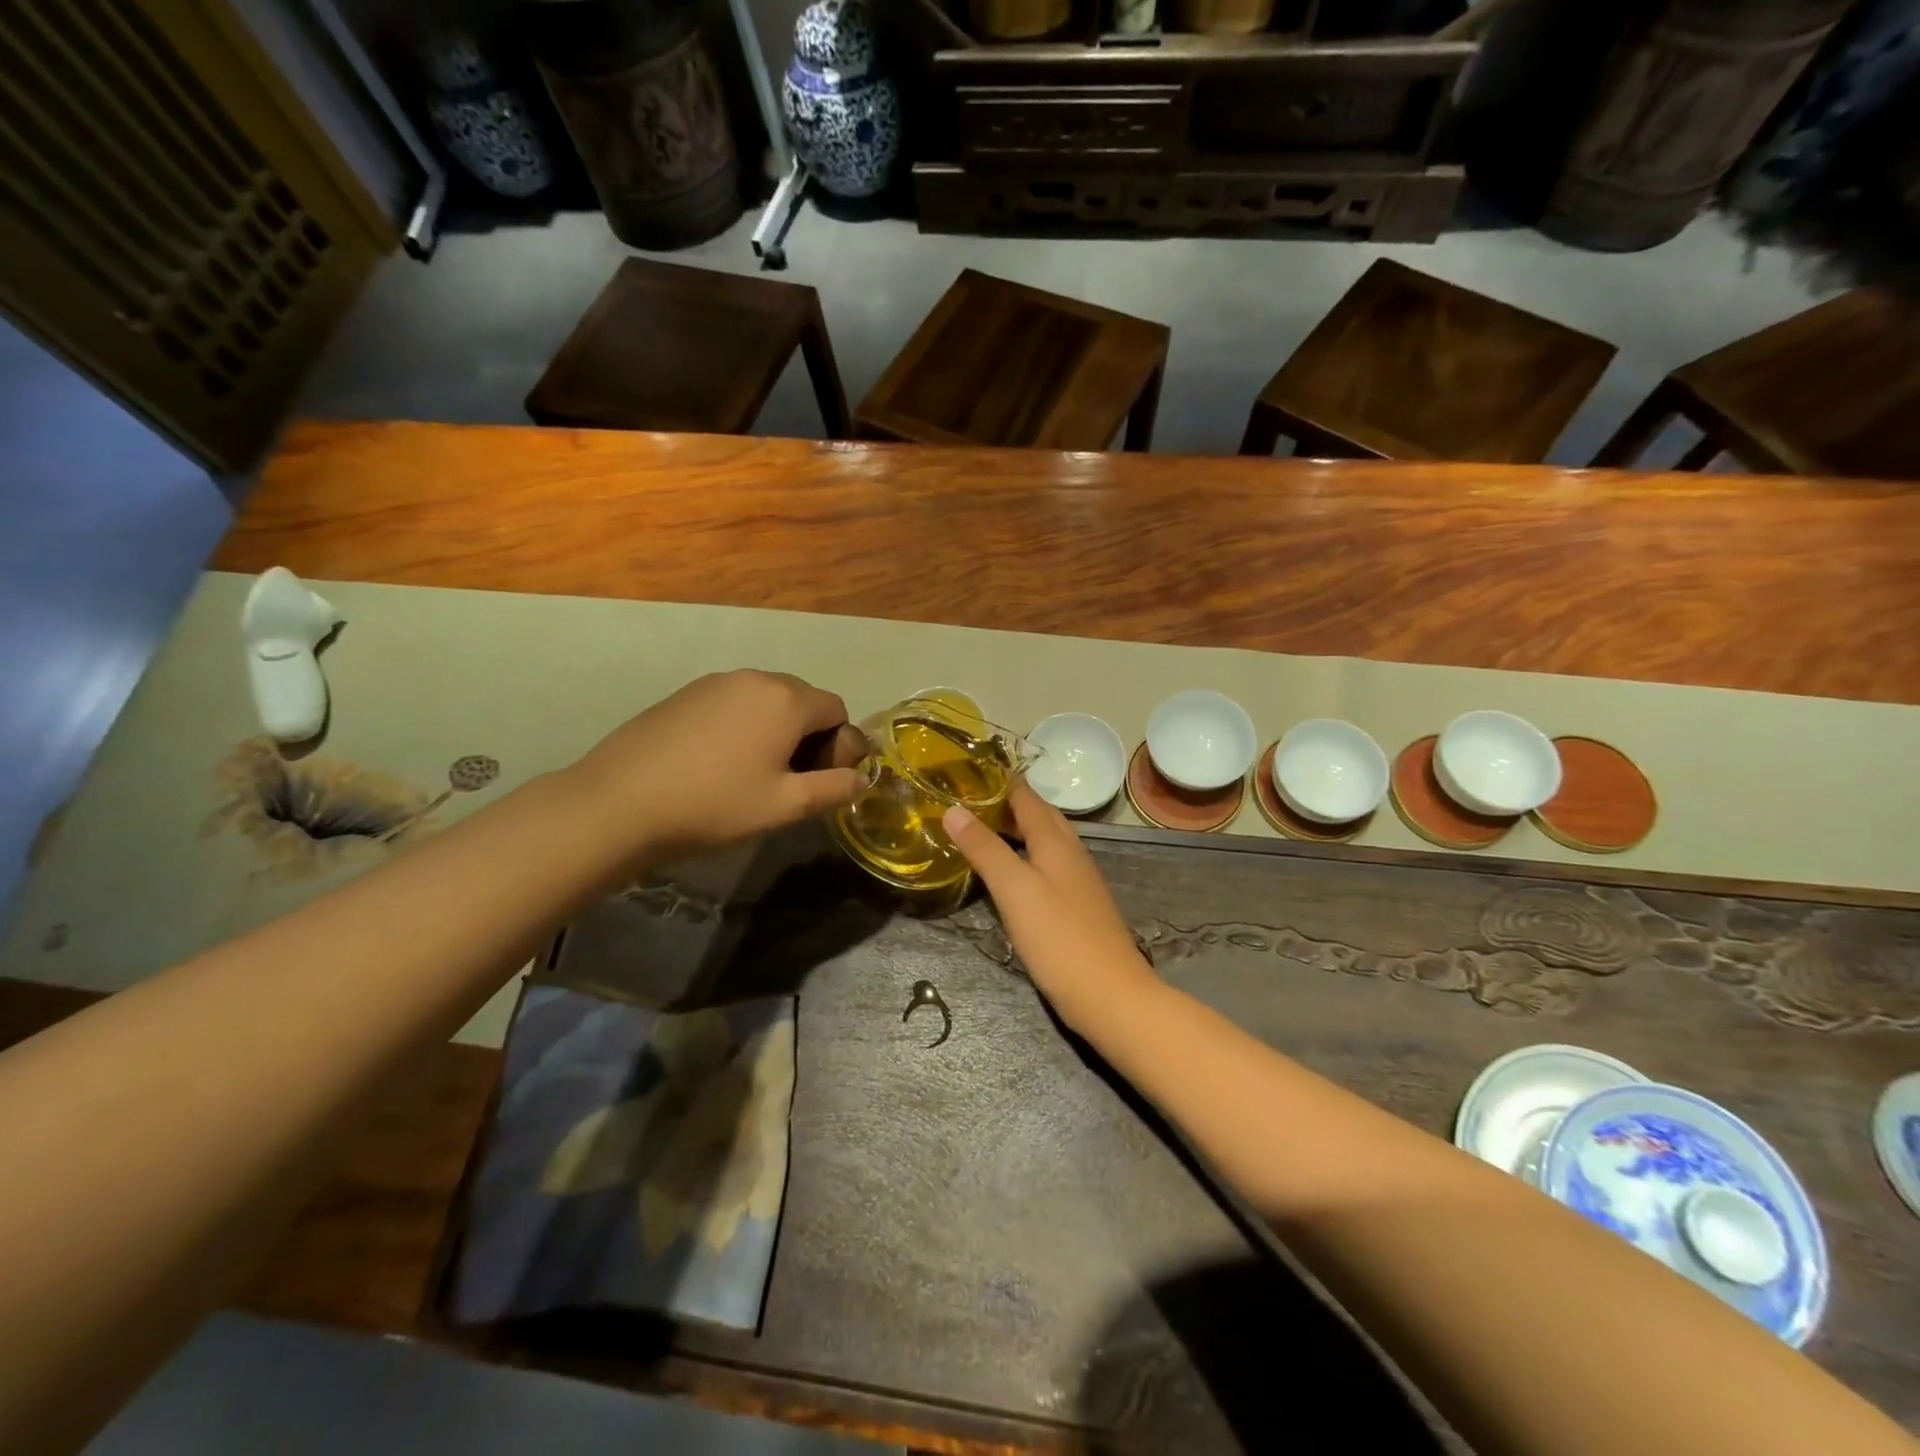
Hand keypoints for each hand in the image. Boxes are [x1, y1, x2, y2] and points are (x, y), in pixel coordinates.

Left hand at [568, 670, 867, 859]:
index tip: (820, 780)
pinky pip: (732, 703)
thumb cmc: (715, 804)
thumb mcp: (786, 806)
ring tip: (752, 772)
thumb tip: (861, 778)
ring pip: (766, 701)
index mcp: (787, 699)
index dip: (839, 745)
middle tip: (789, 780)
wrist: (621, 802)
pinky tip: (717, 763)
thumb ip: (834, 789)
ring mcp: (715, 682)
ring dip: (775, 730)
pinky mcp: (684, 694)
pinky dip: (741, 726)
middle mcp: (755, 678)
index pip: (837, 709)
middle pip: (802, 700)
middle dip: (809, 736)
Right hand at [943, 785, 1159, 1030]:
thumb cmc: (1060, 939)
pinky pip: (1047, 866)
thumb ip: (985, 849)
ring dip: (1015, 830)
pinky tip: (1009, 874)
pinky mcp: (1077, 906)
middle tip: (965, 800)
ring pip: (1044, 841)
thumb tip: (954, 809)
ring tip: (979, 830)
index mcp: (1056, 841)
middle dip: (1005, 802)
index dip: (998, 780)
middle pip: (1038, 815)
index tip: (963, 771)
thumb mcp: (1015, 890)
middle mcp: (1070, 852)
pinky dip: (1024, 857)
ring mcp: (1078, 880)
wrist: (1112, 996)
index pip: (1025, 796)